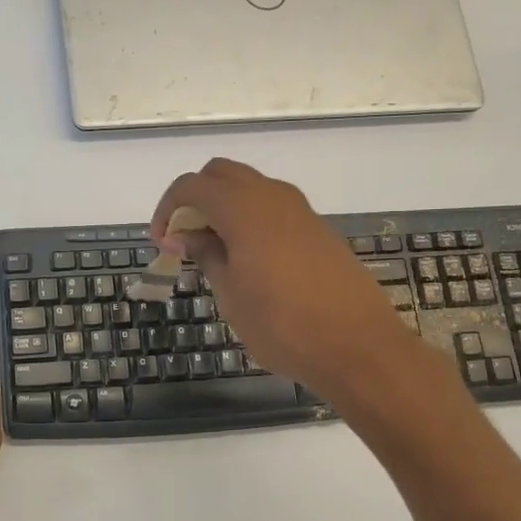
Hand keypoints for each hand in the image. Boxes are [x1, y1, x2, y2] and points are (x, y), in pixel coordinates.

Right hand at [151, 158, 434, 401]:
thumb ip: (207, 255)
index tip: (163, 244)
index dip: (168, 209)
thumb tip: (185, 235)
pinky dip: (249, 218)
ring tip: (213, 251)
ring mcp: (299, 210)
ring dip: (224, 207)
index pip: (192, 186)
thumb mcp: (231, 294)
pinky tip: (247, 259)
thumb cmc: (282, 325)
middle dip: (195, 199)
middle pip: (221, 174)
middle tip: (185, 239)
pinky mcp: (317, 229)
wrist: (358, 346)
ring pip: (250, 187)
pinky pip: (272, 207)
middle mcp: (272, 196)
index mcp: (244, 209)